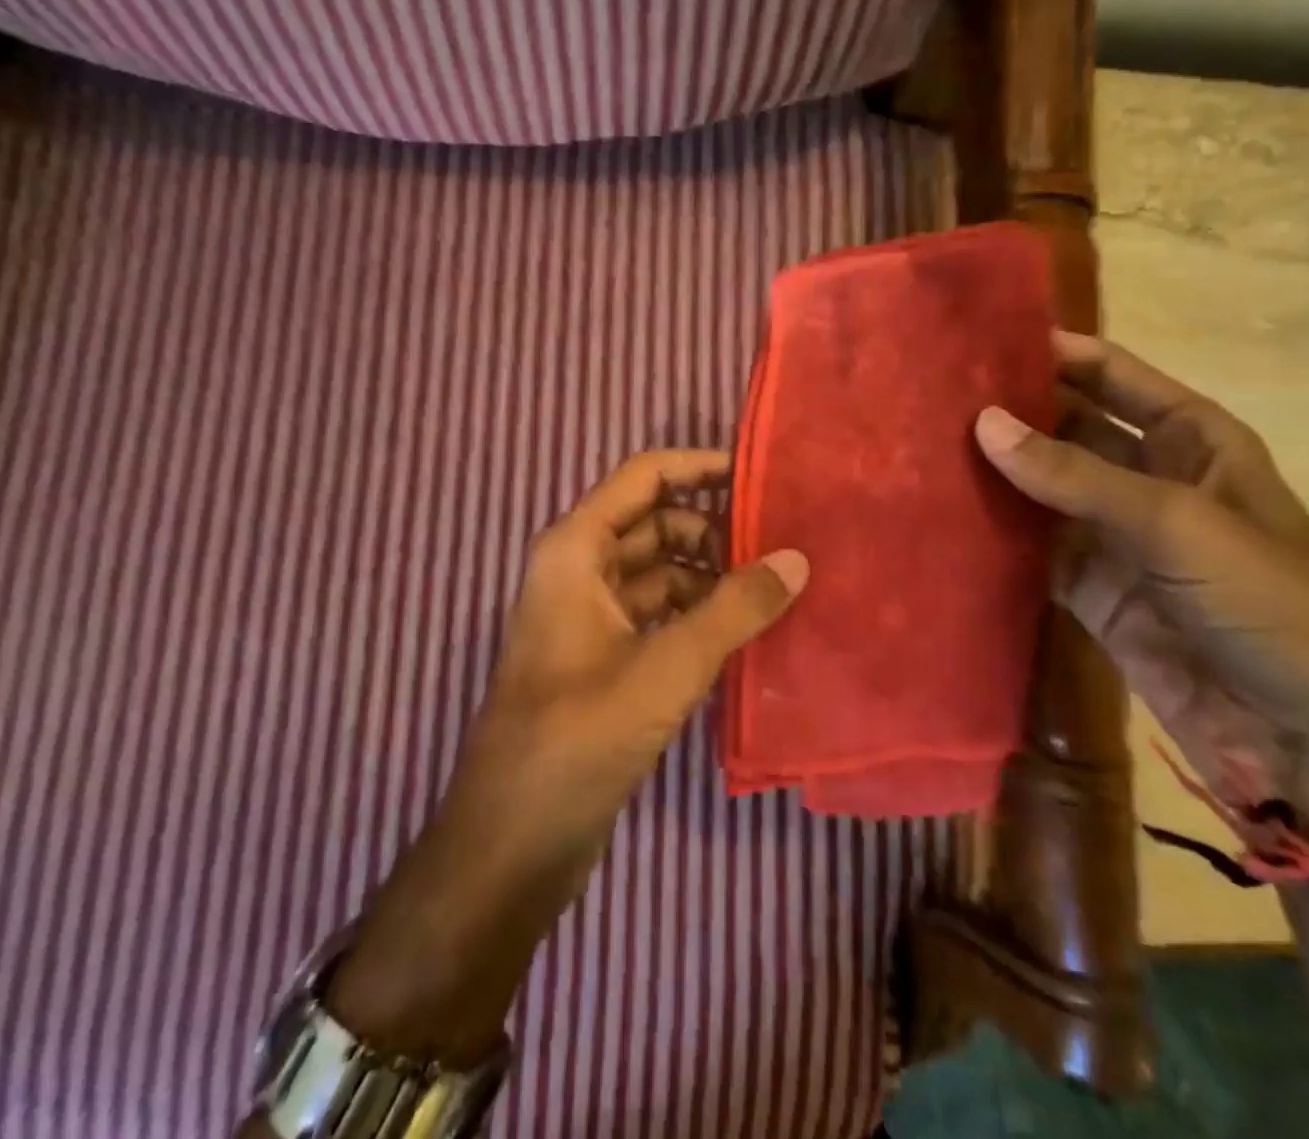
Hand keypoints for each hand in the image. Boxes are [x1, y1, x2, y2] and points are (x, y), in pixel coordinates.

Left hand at [325, 450, 805, 1060]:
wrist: (512, 842)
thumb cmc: (579, 736)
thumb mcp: (667, 665)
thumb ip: (735, 608)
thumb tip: (797, 559)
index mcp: (576, 548)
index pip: (645, 478)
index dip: (700, 467)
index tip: (760, 477)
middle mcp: (581, 570)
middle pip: (657, 523)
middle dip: (715, 529)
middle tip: (782, 545)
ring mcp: (592, 616)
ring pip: (661, 572)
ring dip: (712, 576)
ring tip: (776, 588)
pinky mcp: (606, 659)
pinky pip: (660, 615)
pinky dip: (699, 614)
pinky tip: (747, 632)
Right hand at [975, 331, 1308, 887]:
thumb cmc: (1270, 607)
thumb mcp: (1177, 524)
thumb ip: (1075, 474)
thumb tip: (983, 422)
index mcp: (1193, 441)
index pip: (1112, 376)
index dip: (1053, 353)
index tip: (978, 340)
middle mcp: (1148, 479)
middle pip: (1067, 430)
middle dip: (1010, 413)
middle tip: (930, 398)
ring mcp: (1115, 538)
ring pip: (1041, 490)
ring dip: (993, 474)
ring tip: (920, 449)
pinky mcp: (1091, 592)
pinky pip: (1032, 551)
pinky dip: (994, 537)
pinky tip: (941, 518)